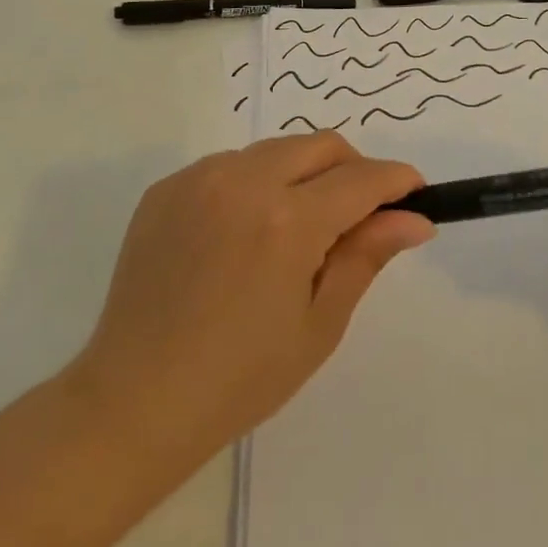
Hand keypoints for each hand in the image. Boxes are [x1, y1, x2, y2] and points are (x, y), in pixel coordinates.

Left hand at [74, 133, 432, 466]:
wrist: (133, 400)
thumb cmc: (239, 378)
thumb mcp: (318, 324)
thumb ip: (366, 257)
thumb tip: (414, 219)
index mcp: (288, 221)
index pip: (362, 179)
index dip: (397, 181)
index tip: (414, 194)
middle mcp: (243, 181)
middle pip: (321, 145)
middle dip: (353, 169)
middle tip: (358, 215)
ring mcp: (199, 178)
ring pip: (275, 150)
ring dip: (302, 174)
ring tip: (296, 230)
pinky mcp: (166, 187)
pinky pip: (230, 165)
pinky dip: (255, 183)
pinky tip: (245, 233)